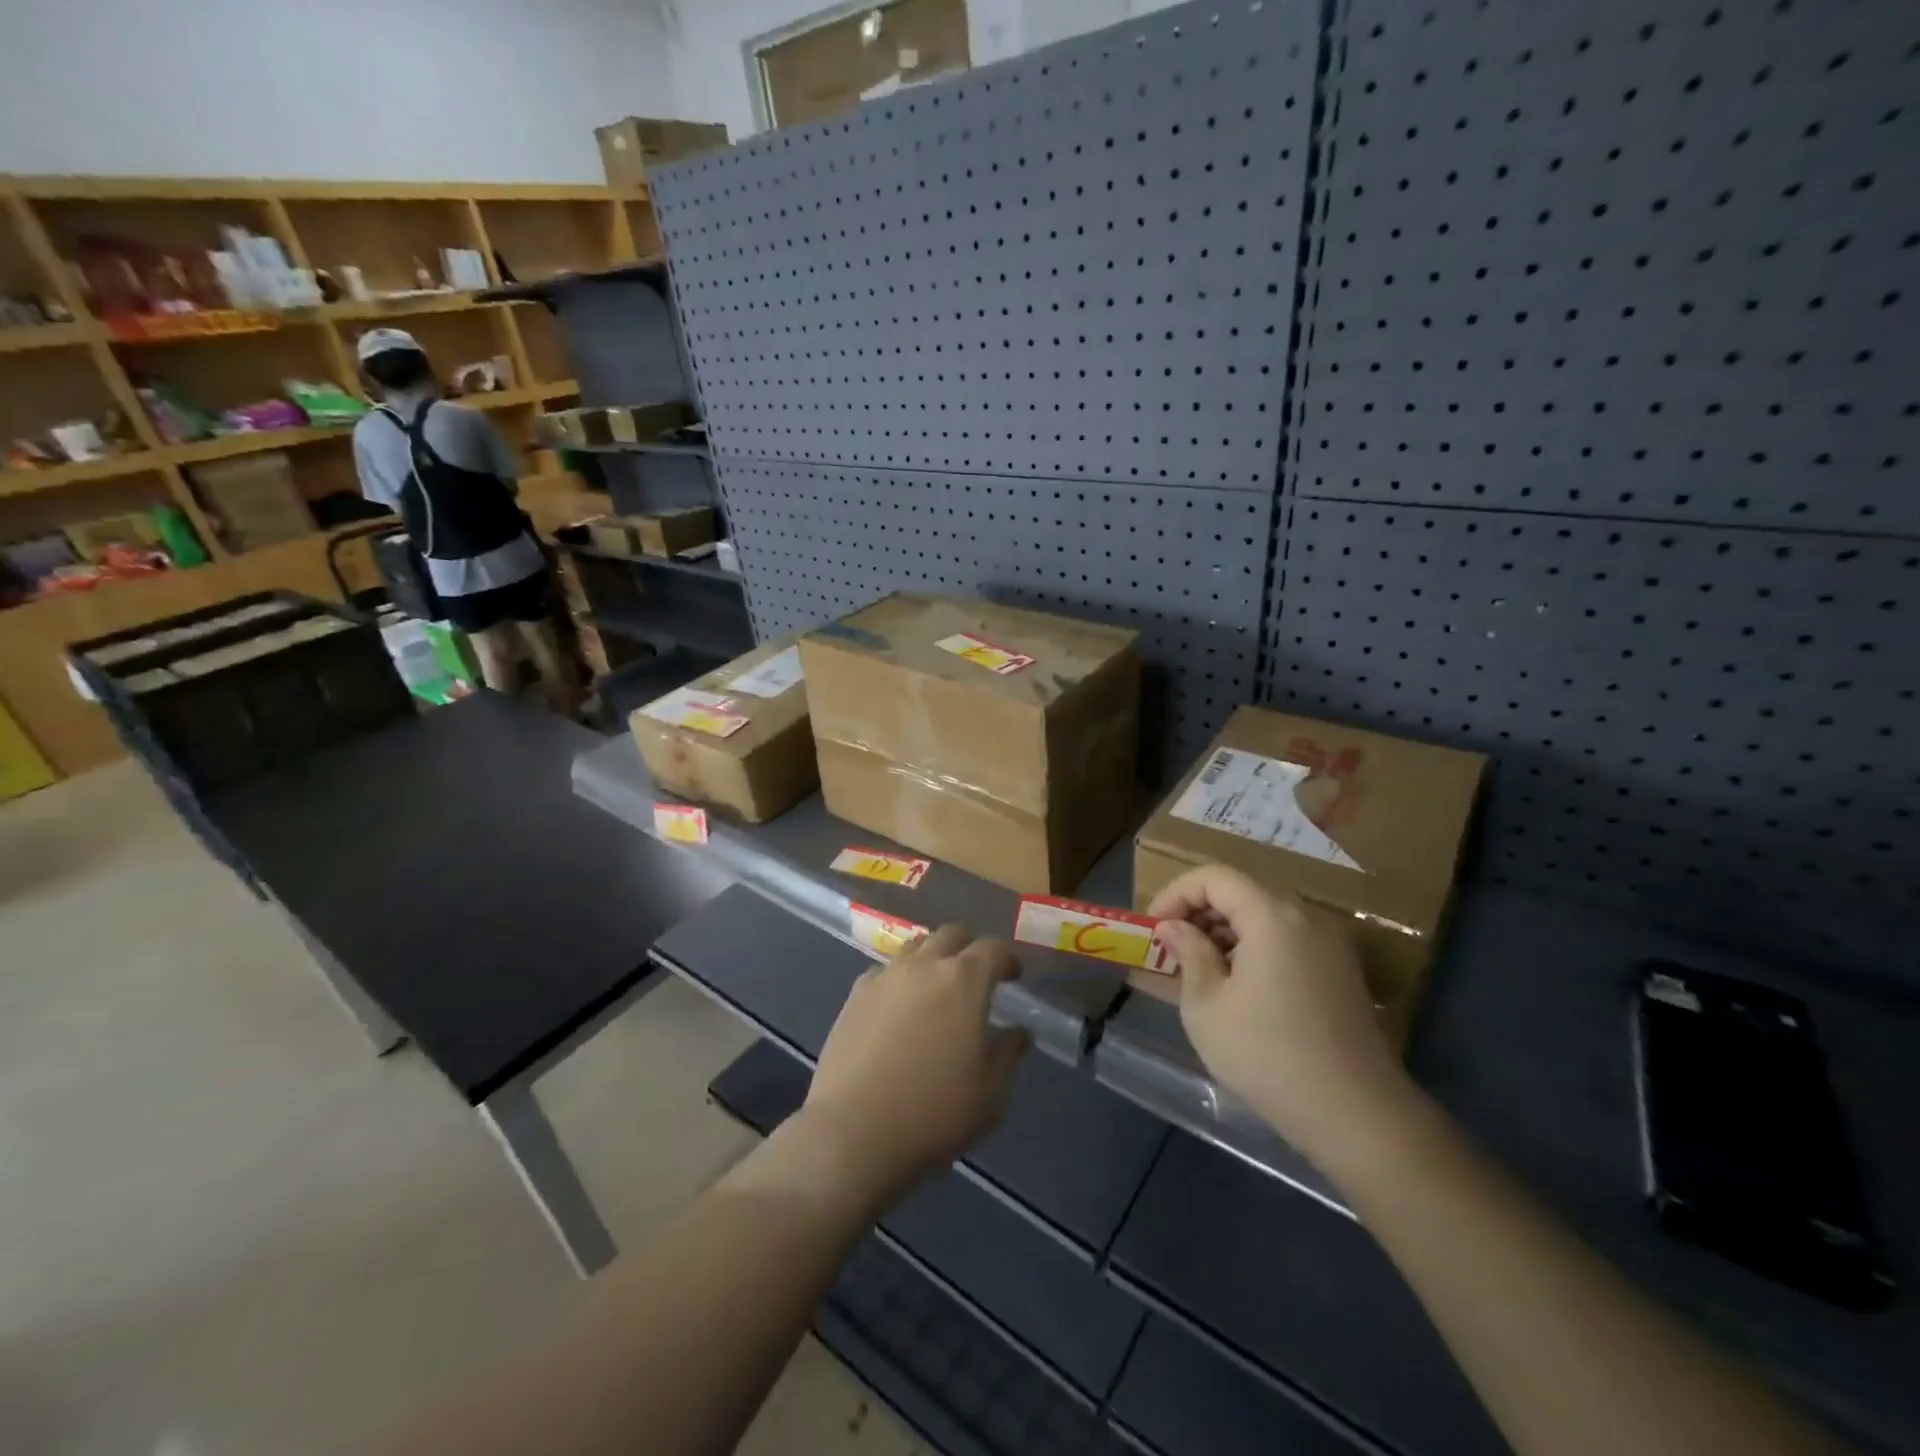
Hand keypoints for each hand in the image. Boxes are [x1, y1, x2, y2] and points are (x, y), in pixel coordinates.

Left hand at [801, 926, 1032, 1208]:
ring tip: (937, 987)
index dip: (1007, 959)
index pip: (993, 949)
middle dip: (969, 947)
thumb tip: (1018, 1032)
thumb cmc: (935, 1113)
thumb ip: (1008, 1054)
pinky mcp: (855, 995)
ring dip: (932, 957)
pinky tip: (899, 1007)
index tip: (1013, 975)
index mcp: (965, 980)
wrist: (854, 1132)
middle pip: (951, 934)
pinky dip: (900, 978)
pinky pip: (885, 971)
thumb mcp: (991, 1093)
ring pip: (915, 947)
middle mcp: (924, 965)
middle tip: (976, 975)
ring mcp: (885, 977)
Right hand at [1149, 865, 1417, 1167]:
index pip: (1214, 877)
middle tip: (1171, 948)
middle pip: (1241, 892)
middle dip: (1198, 913)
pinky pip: (1287, 940)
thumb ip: (1188, 954)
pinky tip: (1237, 987)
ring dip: (1225, 932)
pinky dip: (1254, 948)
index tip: (1154, 928)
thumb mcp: (1207, 1006)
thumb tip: (1174, 928)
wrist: (1356, 1116)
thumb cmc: (1268, 1056)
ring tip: (1198, 969)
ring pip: (1264, 916)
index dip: (1175, 894)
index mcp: (1272, 916)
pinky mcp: (1341, 971)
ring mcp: (1330, 944)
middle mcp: (1306, 917)